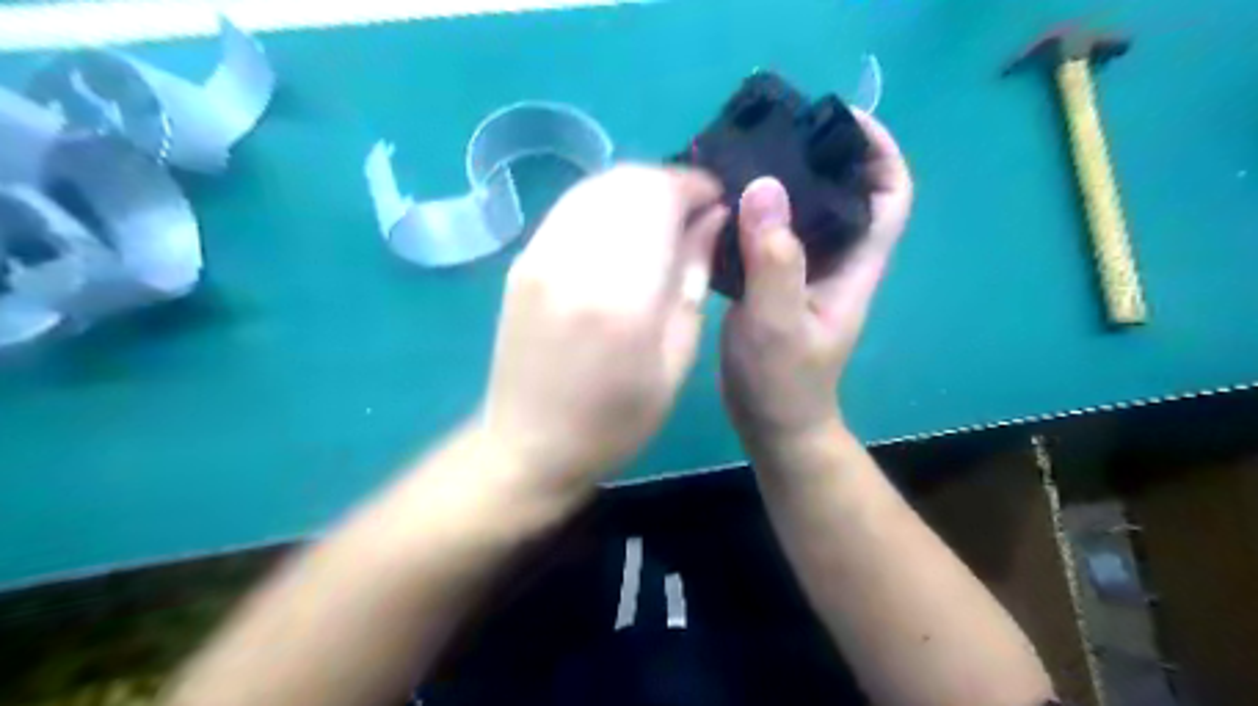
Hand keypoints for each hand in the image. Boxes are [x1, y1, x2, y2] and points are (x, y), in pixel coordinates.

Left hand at [484, 161, 728, 487]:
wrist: (530, 444)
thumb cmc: (616, 419)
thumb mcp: (675, 361)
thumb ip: (692, 280)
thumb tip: (711, 220)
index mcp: (622, 297)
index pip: (658, 198)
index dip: (693, 186)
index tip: (716, 200)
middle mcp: (574, 263)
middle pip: (625, 181)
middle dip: (667, 183)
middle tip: (693, 212)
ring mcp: (539, 257)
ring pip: (595, 187)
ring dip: (635, 190)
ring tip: (661, 219)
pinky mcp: (522, 262)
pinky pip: (570, 208)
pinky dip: (605, 204)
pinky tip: (622, 232)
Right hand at [718, 113, 916, 449]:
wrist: (770, 423)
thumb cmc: (783, 382)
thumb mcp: (777, 324)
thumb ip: (774, 261)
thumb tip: (765, 185)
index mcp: (853, 266)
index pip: (889, 196)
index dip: (879, 152)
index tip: (841, 118)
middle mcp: (834, 261)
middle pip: (844, 194)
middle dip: (820, 155)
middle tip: (775, 130)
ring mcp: (802, 272)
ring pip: (802, 212)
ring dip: (781, 182)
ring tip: (742, 157)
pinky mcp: (773, 283)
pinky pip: (768, 235)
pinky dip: (751, 213)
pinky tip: (721, 202)